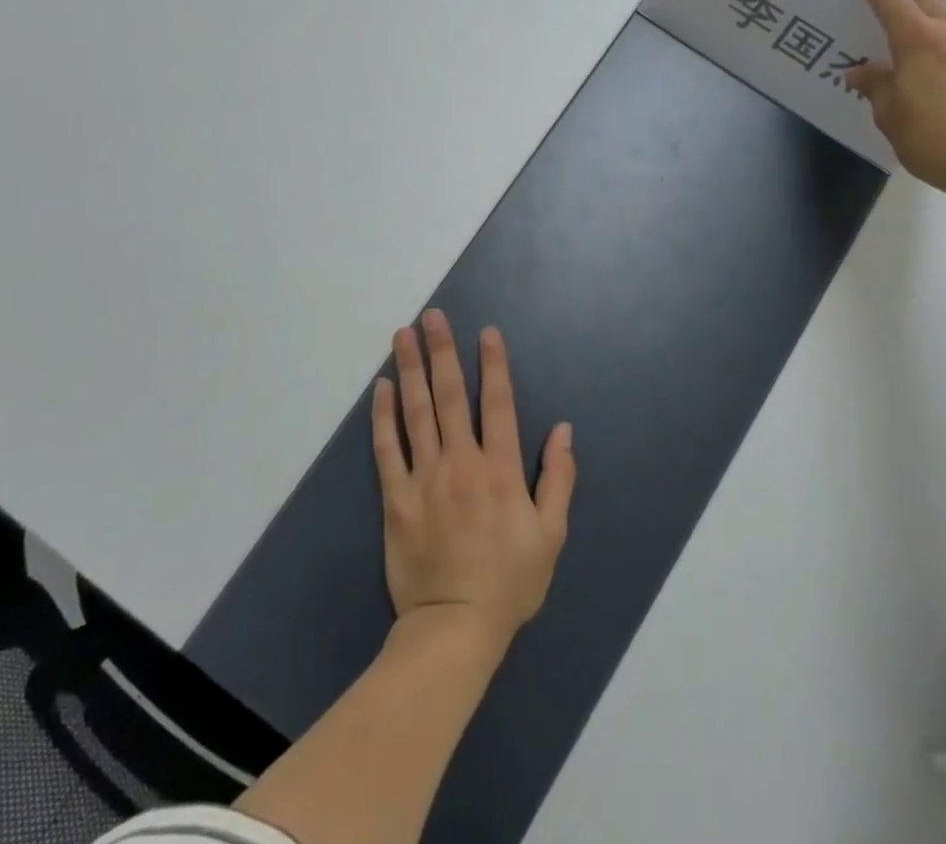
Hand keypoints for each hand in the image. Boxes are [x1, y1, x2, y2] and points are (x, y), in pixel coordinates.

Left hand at [371, 310, 575, 648]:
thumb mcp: (551, 536)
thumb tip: (564, 430)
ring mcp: (425, 478)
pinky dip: (383, 416)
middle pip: (451, 396)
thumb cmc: (509, 582)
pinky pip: (387, 450)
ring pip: (416, 413)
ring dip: (410, 370)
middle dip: (442, 351)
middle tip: (432, 316)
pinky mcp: (396, 499)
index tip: (486, 331)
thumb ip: (558, 479)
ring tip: (403, 335)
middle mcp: (461, 463)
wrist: (454, 630)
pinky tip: (381, 388)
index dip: (494, 364)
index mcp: (501, 470)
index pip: (498, 404)